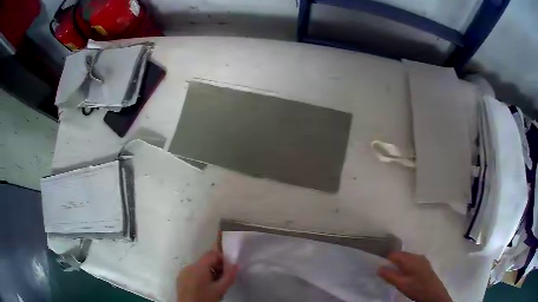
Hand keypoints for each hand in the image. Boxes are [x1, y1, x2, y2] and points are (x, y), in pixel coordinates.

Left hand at [177, 250, 237, 301]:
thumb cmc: (205, 298)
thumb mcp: (220, 289)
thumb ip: (229, 276)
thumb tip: (236, 265)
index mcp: (198, 267)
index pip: (212, 254)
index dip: (222, 259)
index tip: (229, 269)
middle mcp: (189, 266)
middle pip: (205, 261)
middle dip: (217, 268)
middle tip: (225, 279)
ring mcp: (183, 273)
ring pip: (199, 268)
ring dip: (209, 273)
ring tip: (216, 285)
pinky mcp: (180, 279)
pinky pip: (193, 273)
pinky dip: (201, 277)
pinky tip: (206, 288)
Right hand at [378, 251, 451, 301]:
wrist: (434, 293)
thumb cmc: (417, 287)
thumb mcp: (401, 284)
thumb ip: (390, 275)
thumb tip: (379, 267)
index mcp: (410, 258)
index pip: (394, 254)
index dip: (386, 260)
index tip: (381, 269)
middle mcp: (416, 255)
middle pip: (401, 255)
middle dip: (393, 263)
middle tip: (388, 275)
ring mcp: (422, 259)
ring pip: (407, 259)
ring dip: (400, 266)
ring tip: (396, 277)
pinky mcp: (425, 264)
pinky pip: (412, 262)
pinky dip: (407, 267)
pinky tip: (407, 276)